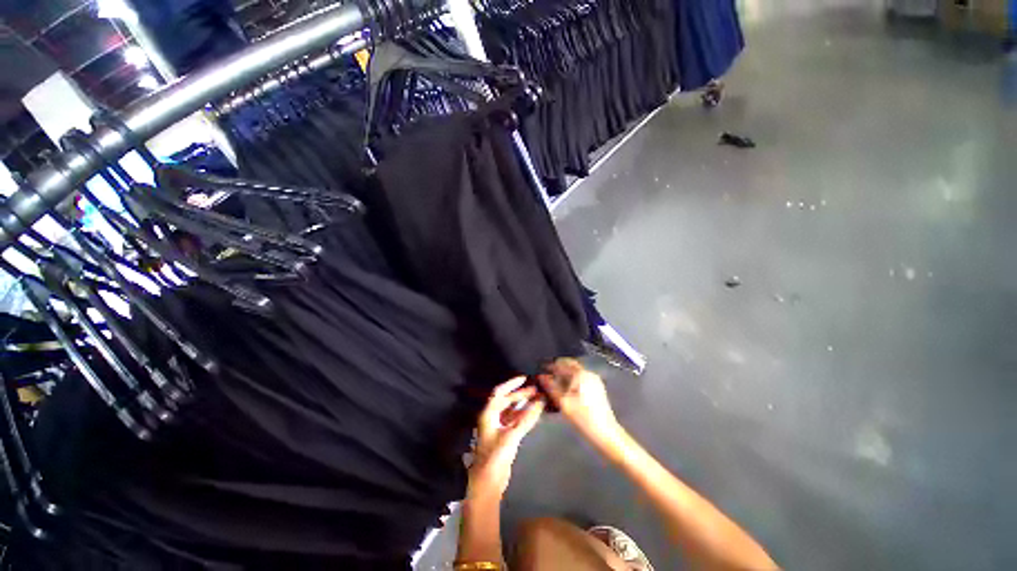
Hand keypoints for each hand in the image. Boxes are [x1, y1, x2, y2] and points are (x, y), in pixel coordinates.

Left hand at [468, 377, 545, 499]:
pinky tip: (535, 414)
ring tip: (538, 399)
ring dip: (524, 405)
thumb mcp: (511, 436)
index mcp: (488, 414)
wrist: (488, 483)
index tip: (524, 378)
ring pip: (512, 410)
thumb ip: (526, 419)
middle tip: (536, 390)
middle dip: (521, 394)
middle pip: (507, 400)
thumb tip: (540, 402)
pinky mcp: (504, 437)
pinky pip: (515, 420)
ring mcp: (498, 427)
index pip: (499, 392)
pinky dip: (524, 416)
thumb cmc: (495, 456)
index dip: (511, 384)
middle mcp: (492, 417)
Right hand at [538, 358, 621, 447]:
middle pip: (569, 366)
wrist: (606, 433)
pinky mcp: (597, 388)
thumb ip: (550, 387)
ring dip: (564, 376)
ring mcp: (594, 380)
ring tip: (554, 386)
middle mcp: (588, 373)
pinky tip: (565, 392)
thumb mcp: (563, 403)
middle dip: (557, 370)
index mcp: (580, 374)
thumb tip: (541, 376)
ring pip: (575, 373)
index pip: (561, 363)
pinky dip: (571, 382)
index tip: (541, 371)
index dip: (550, 366)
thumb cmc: (583, 418)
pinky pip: (580, 379)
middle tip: (546, 379)